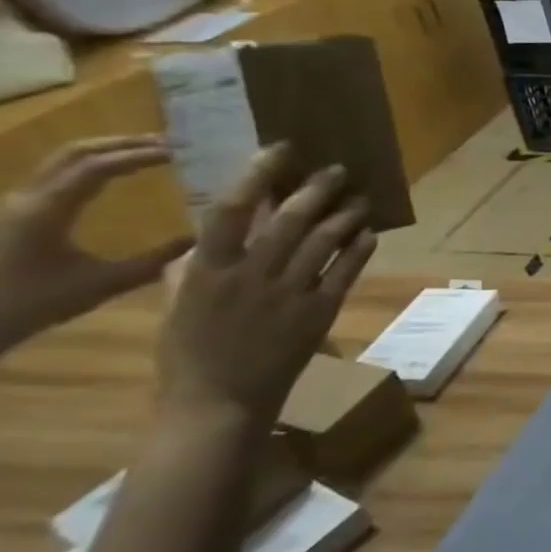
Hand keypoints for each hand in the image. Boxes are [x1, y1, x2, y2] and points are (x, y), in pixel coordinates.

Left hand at [0, 137, 190, 350]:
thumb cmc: (30, 304)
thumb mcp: (100, 285)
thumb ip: (154, 261)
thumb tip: (201, 239)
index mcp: (45, 210)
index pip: (97, 167)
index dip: (140, 155)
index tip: (181, 152)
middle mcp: (27, 199)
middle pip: (75, 153)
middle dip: (123, 143)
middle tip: (171, 144)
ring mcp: (18, 205)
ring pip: (64, 162)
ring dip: (108, 152)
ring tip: (150, 154)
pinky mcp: (17, 215)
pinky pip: (60, 178)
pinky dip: (94, 168)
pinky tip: (117, 178)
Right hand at [157, 146, 374, 429]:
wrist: (219, 402)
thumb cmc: (191, 354)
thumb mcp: (179, 306)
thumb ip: (194, 269)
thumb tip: (209, 237)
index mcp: (206, 271)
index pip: (231, 211)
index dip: (257, 175)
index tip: (280, 150)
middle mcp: (250, 276)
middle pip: (290, 219)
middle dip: (317, 188)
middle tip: (338, 169)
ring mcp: (288, 293)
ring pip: (325, 240)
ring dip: (347, 213)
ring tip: (361, 197)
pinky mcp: (320, 310)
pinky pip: (347, 269)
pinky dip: (360, 247)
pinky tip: (370, 232)